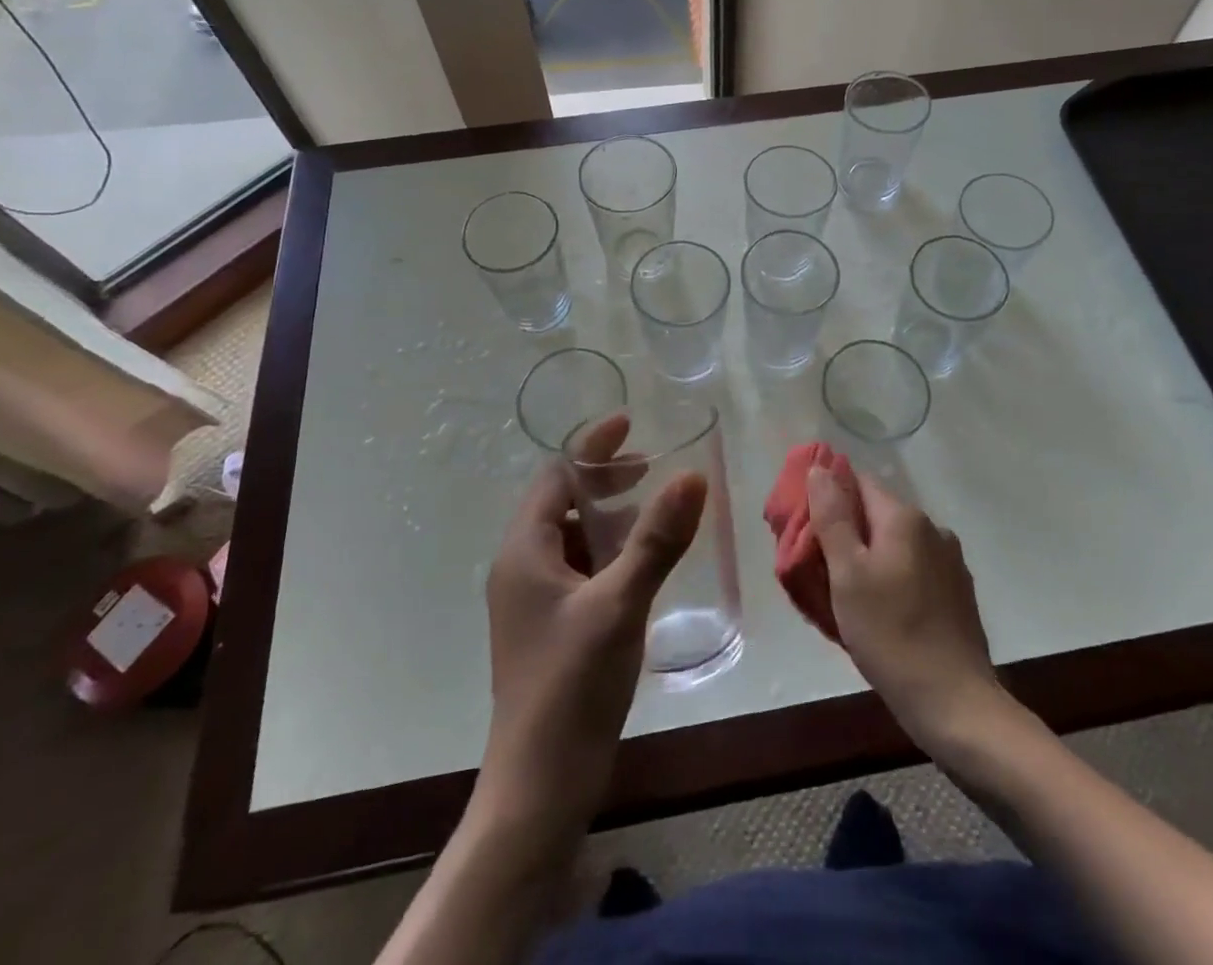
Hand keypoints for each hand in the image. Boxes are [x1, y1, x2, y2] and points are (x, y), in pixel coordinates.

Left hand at [478, 414, 705, 837]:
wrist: (540, 787)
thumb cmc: (572, 686)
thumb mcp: (620, 604)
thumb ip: (656, 539)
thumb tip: (691, 475)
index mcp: (524, 551)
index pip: (555, 475)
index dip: (592, 447)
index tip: (631, 424)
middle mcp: (521, 567)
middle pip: (562, 502)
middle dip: (604, 480)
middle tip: (652, 468)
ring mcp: (534, 601)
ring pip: (573, 537)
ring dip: (610, 517)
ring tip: (655, 510)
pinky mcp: (551, 627)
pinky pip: (580, 569)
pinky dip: (609, 552)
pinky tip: (643, 564)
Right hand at [808, 464, 1001, 748]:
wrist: (955, 704)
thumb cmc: (891, 634)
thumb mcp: (848, 575)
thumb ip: (832, 517)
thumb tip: (820, 469)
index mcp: (905, 518)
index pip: (858, 483)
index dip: (829, 498)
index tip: (807, 528)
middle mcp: (932, 529)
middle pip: (877, 514)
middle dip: (847, 533)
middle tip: (820, 568)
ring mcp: (950, 562)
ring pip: (896, 545)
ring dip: (870, 558)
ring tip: (847, 595)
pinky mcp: (958, 594)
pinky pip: (914, 570)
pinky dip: (894, 579)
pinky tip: (881, 612)